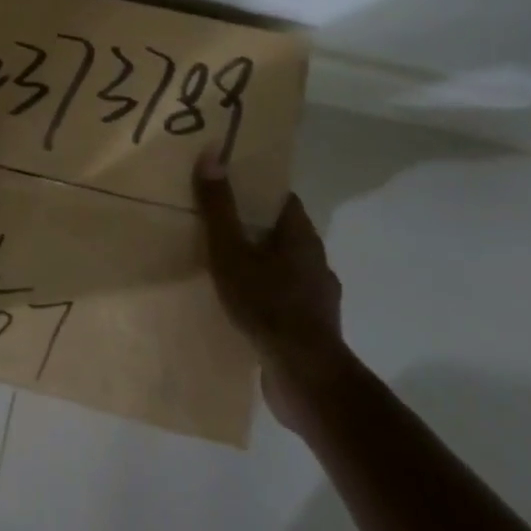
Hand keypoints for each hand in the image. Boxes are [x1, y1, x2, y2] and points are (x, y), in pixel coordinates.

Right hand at [193, 152, 346, 432]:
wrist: (305, 377)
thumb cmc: (267, 304)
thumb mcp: (231, 251)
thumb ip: (219, 206)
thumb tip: (212, 153)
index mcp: (300, 236)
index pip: (281, 200)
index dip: (256, 190)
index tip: (228, 188)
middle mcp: (316, 261)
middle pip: (282, 233)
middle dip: (253, 227)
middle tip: (217, 225)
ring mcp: (318, 296)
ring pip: (285, 268)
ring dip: (261, 265)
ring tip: (225, 268)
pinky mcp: (313, 327)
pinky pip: (285, 299)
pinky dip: (266, 296)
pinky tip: (243, 307)